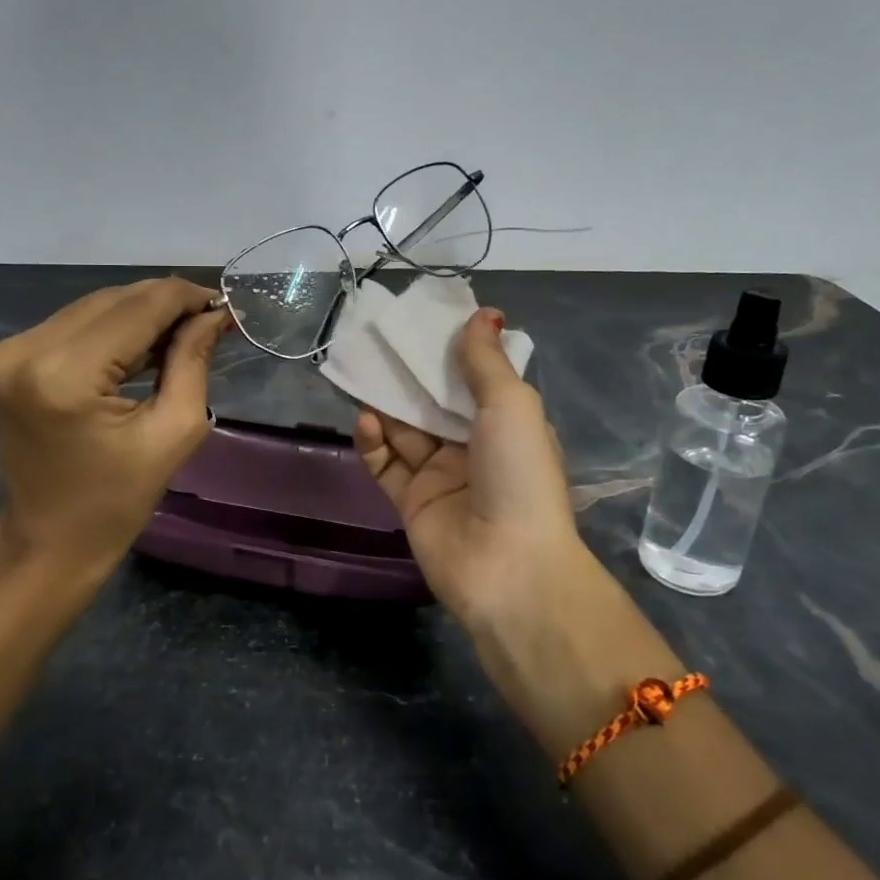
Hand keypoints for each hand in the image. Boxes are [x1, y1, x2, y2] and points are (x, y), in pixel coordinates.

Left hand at [0, 277, 228, 583]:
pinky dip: (110, 329)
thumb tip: (214, 314)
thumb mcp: (173, 431)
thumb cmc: (116, 501)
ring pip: (93, 307)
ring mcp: (7, 351)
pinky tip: (140, 347)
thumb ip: (192, 361)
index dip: (186, 298)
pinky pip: (72, 324)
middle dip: (165, 304)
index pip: (139, 307)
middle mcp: (26, 349)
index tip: (223, 305)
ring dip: (139, 314)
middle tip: (207, 322)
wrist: (46, 542)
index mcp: (66, 374)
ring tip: (179, 335)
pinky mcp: (4, 358)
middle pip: (114, 300)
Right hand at [354, 307, 589, 629]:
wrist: (507, 566)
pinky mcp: (410, 501)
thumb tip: (483, 313)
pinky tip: (365, 419)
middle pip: (434, 402)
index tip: (422, 321)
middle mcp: (473, 448)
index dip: (449, 352)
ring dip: (386, 403)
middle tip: (379, 340)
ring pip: (405, 430)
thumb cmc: (518, 474)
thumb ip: (486, 361)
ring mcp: (440, 476)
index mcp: (505, 425)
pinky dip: (373, 441)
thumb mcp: (510, 405)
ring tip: (362, 370)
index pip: (473, 380)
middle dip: (409, 374)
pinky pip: (386, 463)